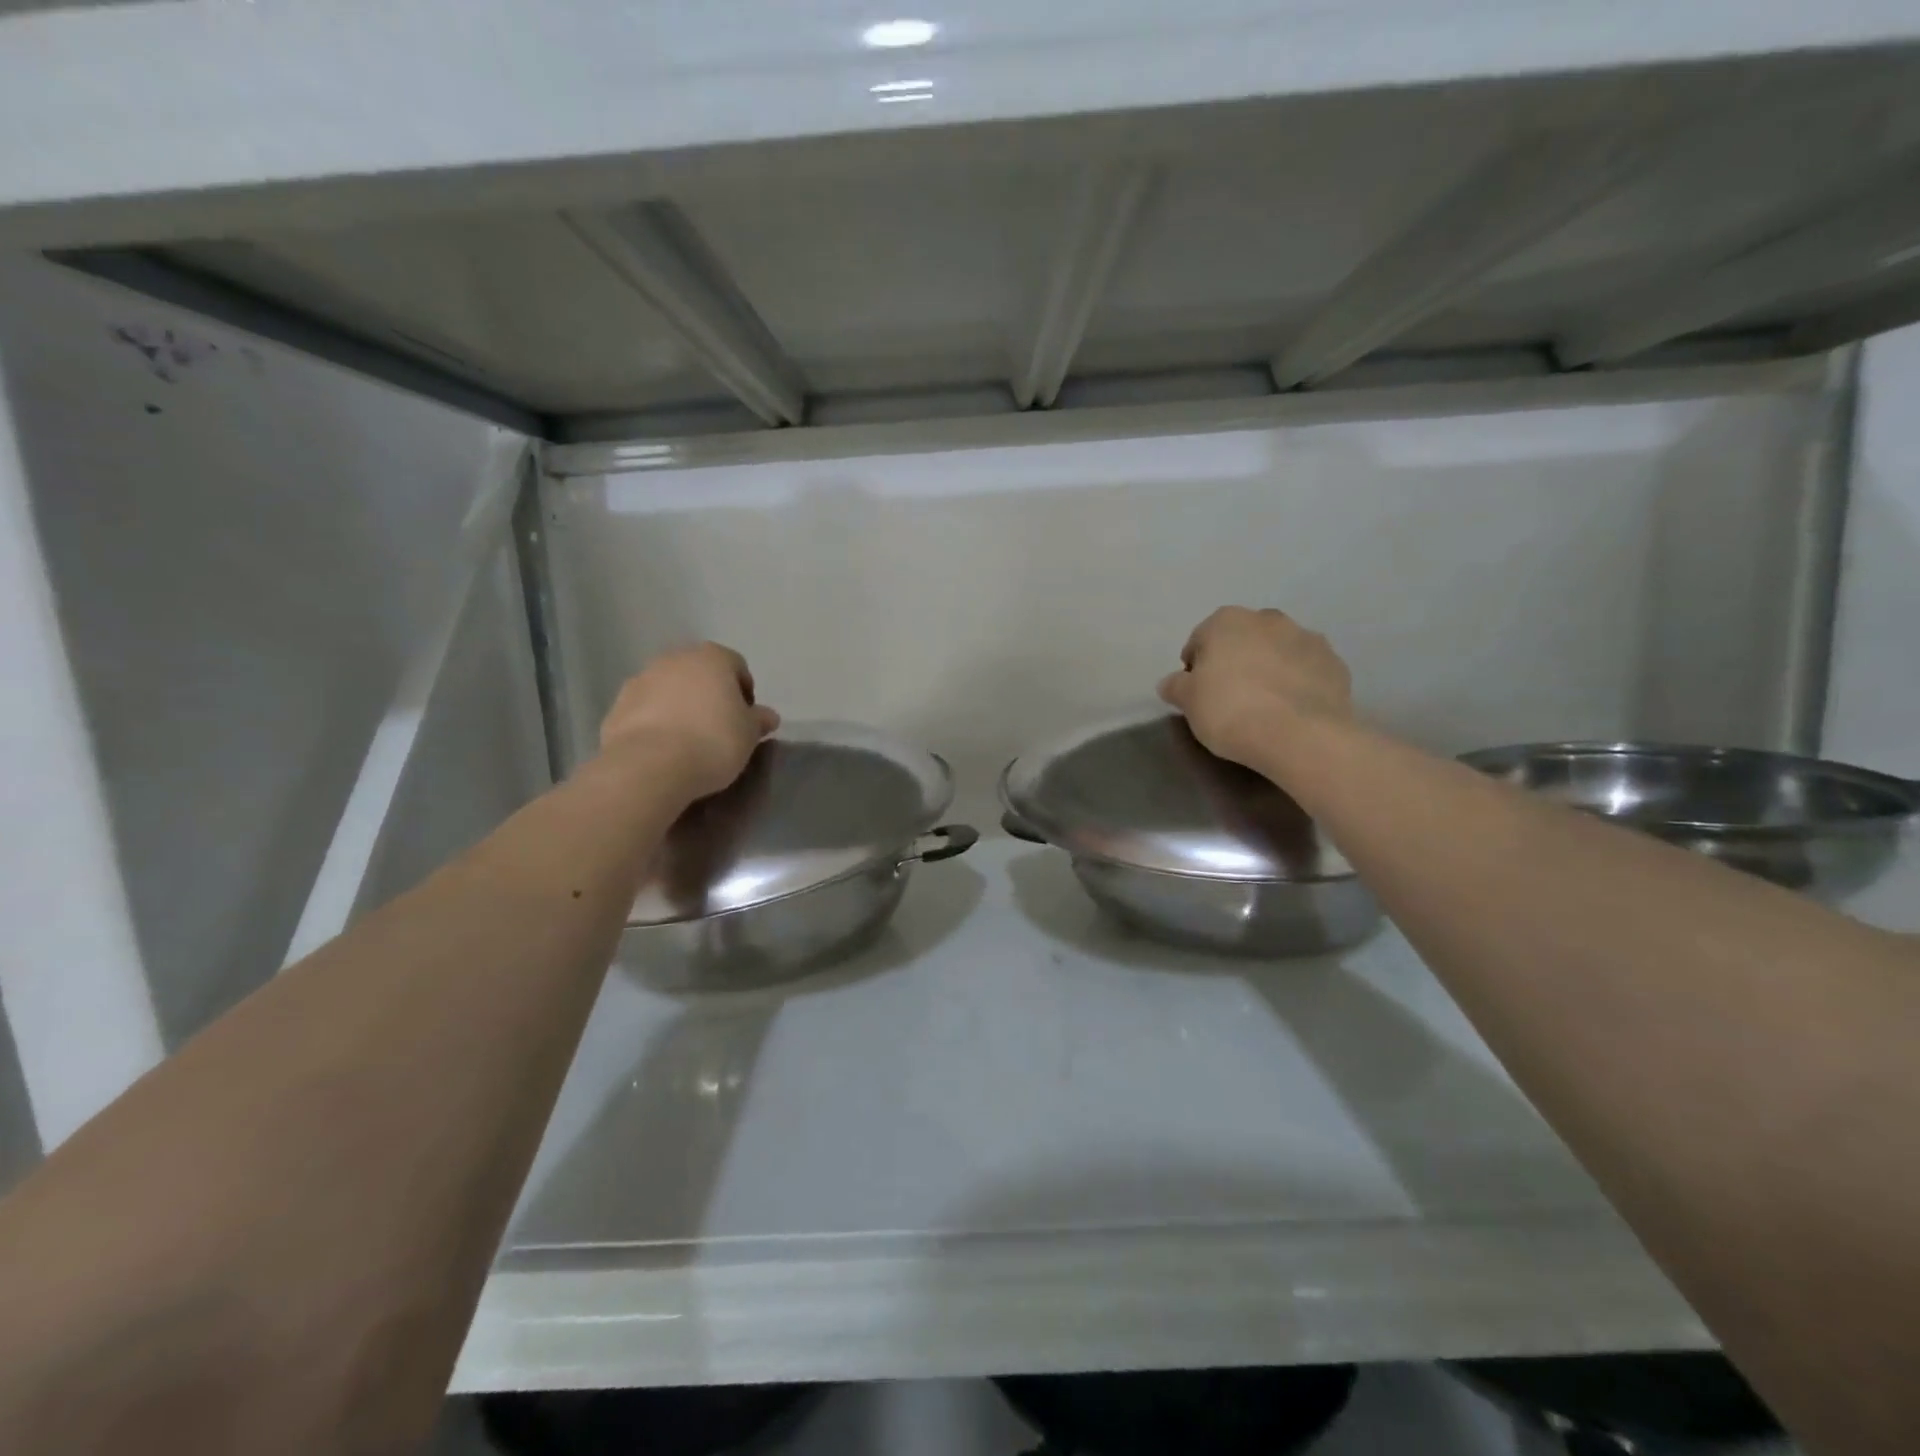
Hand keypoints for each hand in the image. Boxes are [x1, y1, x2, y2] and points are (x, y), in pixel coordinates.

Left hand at [599, 643, 779, 800]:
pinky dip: (655, 722)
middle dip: (709, 695)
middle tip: (718, 727)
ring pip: (669, 689)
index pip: (736, 665)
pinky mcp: (617, 706)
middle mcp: (675, 659)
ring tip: (688, 741)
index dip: (744, 691)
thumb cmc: (713, 742)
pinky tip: (663, 749)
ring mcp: (641, 680)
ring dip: (680, 706)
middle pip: (699, 673)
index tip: (745, 719)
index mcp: (712, 658)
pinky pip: (645, 710)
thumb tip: (767, 716)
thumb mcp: (749, 735)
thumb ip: (758, 720)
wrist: (650, 766)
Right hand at [1158, 607, 1352, 768]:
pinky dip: (1298, 683)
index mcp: (1226, 621)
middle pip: (1242, 640)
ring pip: (1278, 651)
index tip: (1197, 694)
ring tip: (1265, 705)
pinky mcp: (1335, 664)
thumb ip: (1176, 687)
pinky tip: (1291, 710)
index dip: (1195, 668)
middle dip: (1236, 661)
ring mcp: (1307, 638)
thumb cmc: (1231, 711)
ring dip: (1269, 668)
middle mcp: (1268, 619)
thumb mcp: (1188, 702)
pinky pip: (1307, 670)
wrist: (1301, 735)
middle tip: (1230, 697)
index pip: (1200, 640)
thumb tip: (1171, 682)